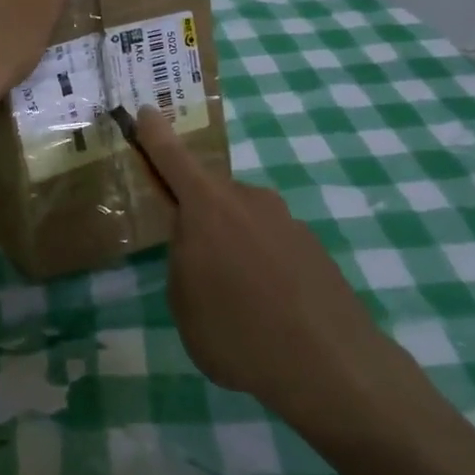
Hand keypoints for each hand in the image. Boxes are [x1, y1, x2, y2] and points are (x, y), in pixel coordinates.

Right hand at [134, 107, 388, 421]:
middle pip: (212, 197)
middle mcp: (249, 200)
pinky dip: (262, 266)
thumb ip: (182, 261)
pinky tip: (268, 310)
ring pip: (243, 222)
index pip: (173, 158)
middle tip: (194, 266)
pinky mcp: (313, 247)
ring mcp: (286, 221)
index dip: (155, 134)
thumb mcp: (184, 303)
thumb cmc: (239, 332)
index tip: (144, 110)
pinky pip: (272, 246)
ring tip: (234, 301)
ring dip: (232, 247)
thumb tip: (196, 244)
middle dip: (198, 219)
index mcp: (208, 207)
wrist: (331, 364)